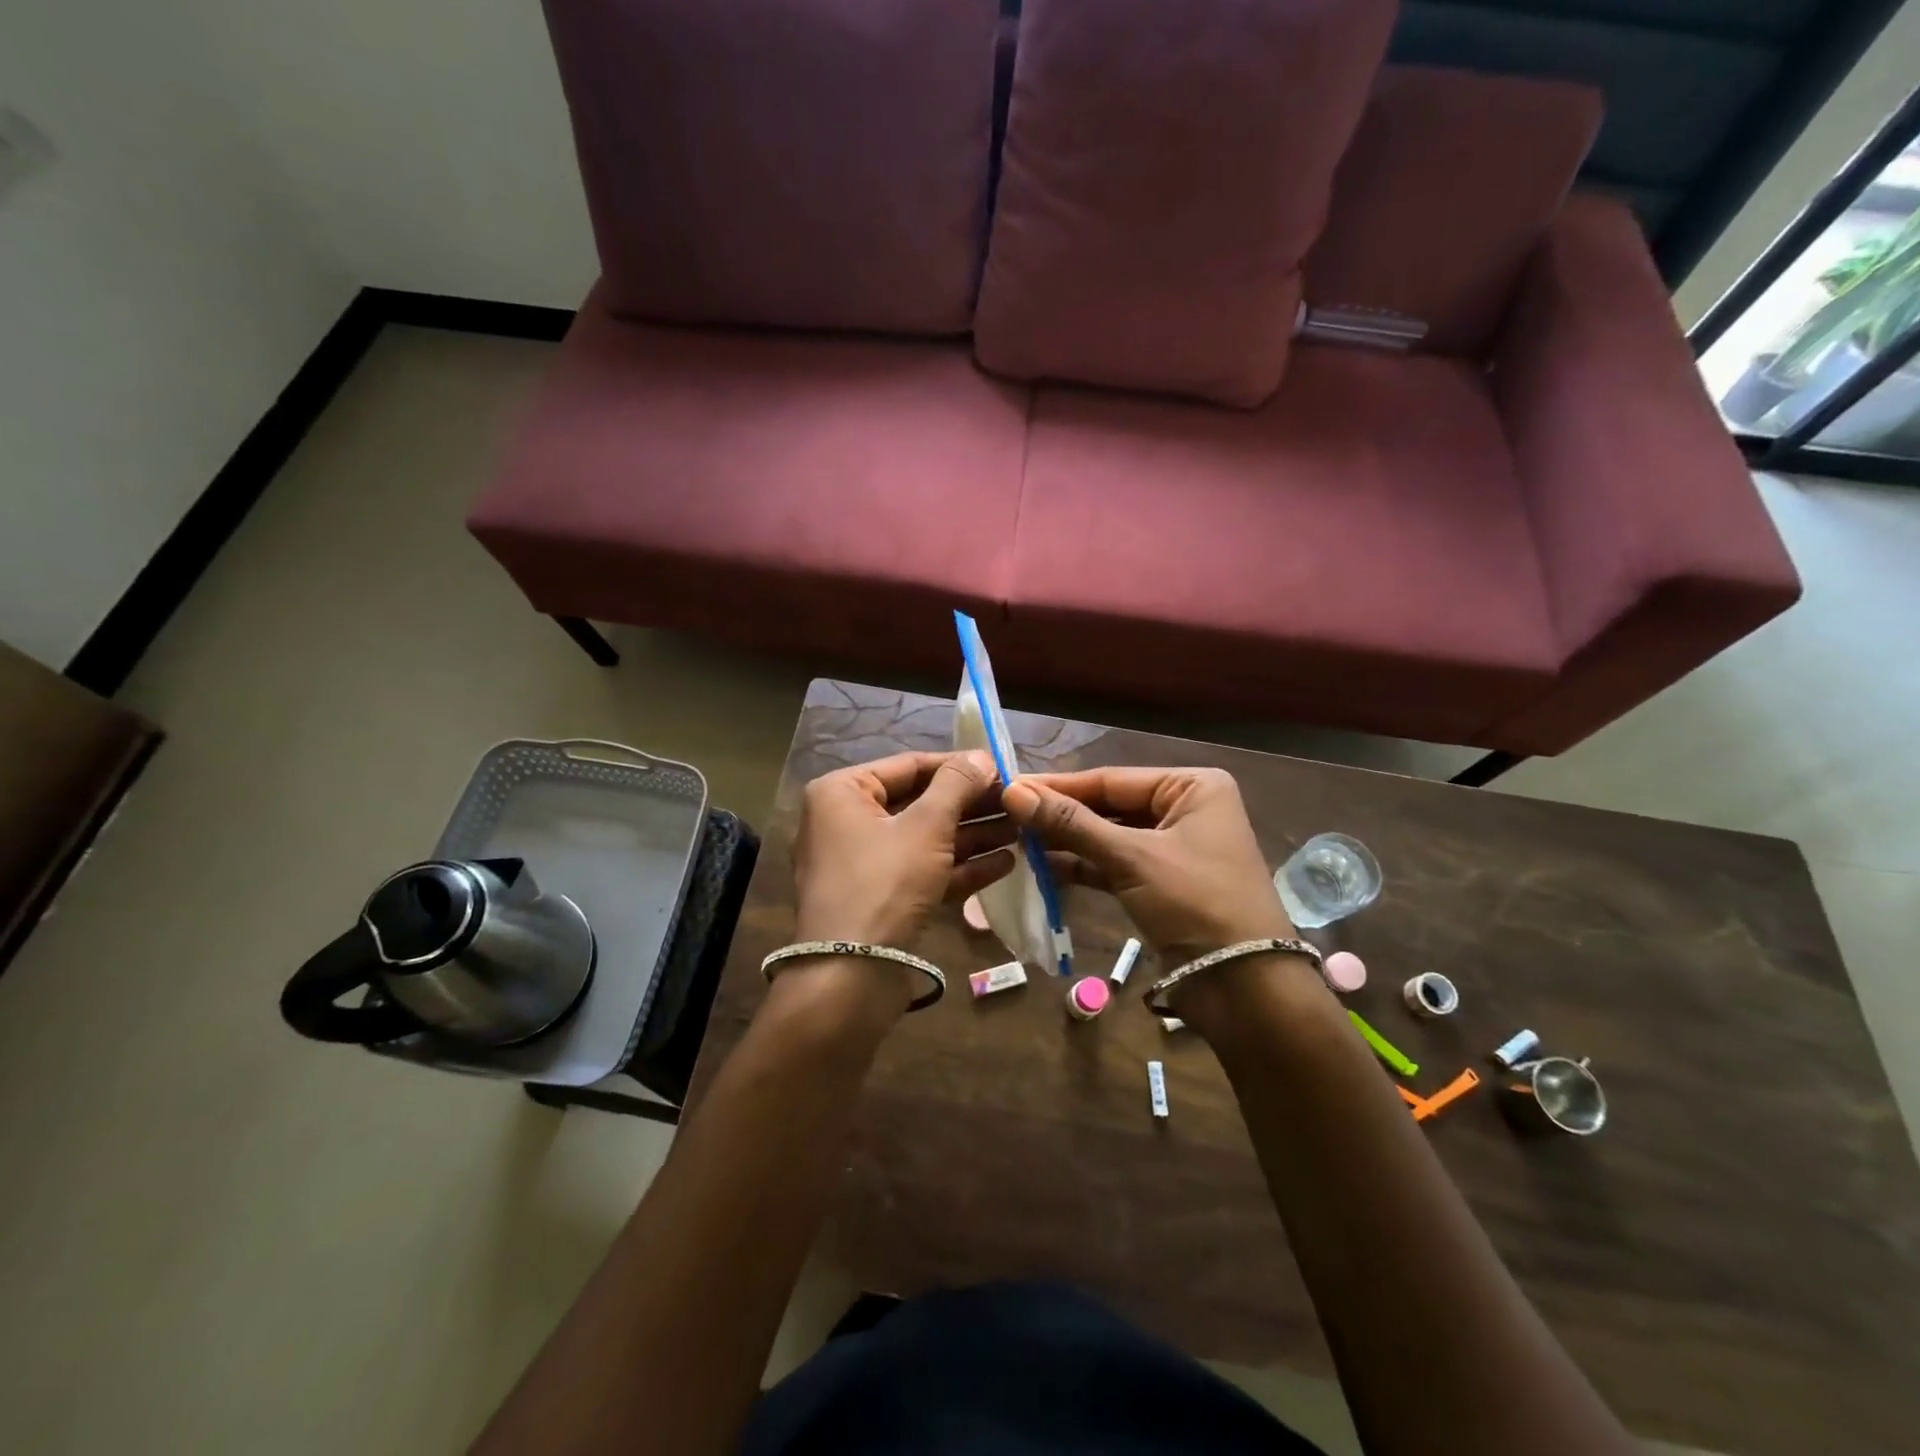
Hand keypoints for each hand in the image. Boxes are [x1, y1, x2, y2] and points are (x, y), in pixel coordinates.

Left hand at [792, 751, 1014, 949]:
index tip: (1002, 768)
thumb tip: (982, 756)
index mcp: (842, 793)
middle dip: (970, 806)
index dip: (958, 766)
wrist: (850, 976)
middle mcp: (846, 822)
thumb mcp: (926, 826)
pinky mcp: (880, 899)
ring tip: (1020, 831)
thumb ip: (956, 785)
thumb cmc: (884, 883)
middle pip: (919, 803)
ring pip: (924, 840)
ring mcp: (862, 864)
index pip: (909, 766)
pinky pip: (922, 872)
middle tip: (1016, 802)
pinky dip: (959, 868)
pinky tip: (1005, 864)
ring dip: (972, 836)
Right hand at [1001, 766, 1295, 965]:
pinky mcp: (1161, 883)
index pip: (1111, 779)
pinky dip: (1083, 867)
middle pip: (1109, 806)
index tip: (1010, 787)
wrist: (1245, 986)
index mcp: (1192, 787)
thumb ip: (1071, 824)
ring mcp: (1173, 848)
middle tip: (1008, 815)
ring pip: (1109, 837)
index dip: (1059, 786)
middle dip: (1061, 815)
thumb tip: (1013, 792)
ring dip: (1067, 842)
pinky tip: (1042, 868)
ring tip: (1017, 841)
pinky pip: (1114, 865)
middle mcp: (1184, 809)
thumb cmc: (1196, 902)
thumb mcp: (1132, 857)